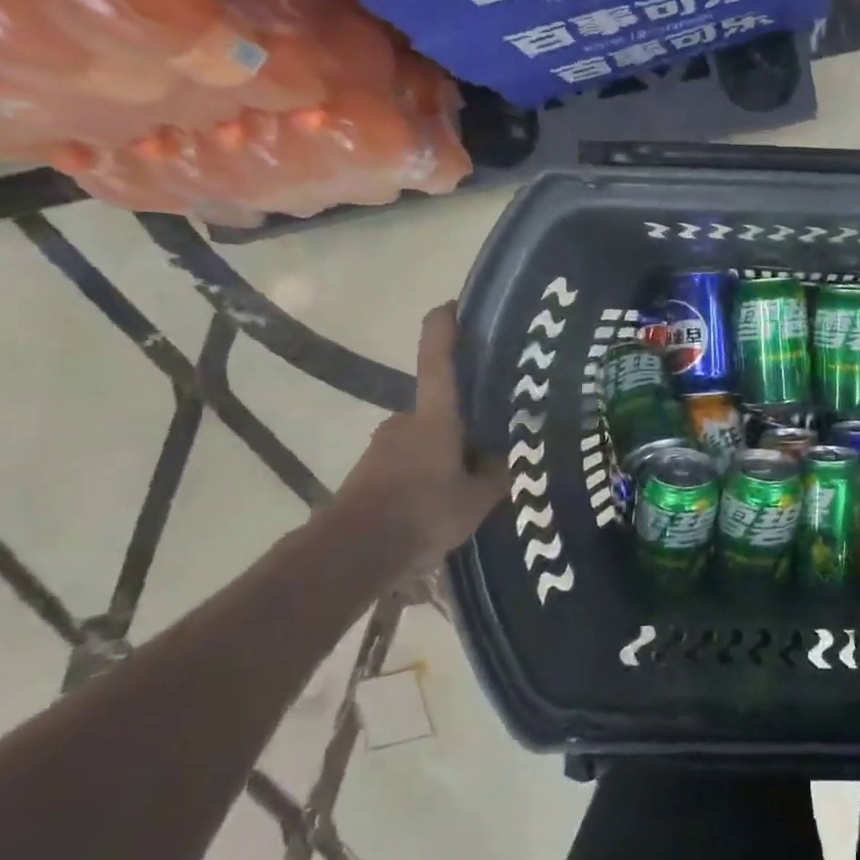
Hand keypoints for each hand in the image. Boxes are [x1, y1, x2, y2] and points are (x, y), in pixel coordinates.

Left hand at [334, 303, 506, 567]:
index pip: (437, 358)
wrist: (351, 554)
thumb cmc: (422, 513)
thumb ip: (498, 472)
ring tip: (473, 478)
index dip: (444, 327)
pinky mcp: (371, 471)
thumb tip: (508, 455)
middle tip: (494, 437)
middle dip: (465, 418)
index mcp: (435, 416)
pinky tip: (445, 499)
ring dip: (447, 449)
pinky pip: (411, 460)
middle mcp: (406, 421)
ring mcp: (384, 445)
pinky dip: (428, 470)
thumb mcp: (479, 498)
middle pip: (440, 405)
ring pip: (426, 436)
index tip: (453, 305)